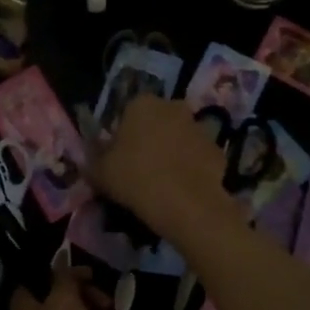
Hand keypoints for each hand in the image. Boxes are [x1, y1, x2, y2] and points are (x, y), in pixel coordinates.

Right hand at [86, 94, 240, 245]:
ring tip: (163, 181)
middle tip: (141, 167)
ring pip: (180, 137)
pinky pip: (198, 156)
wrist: (185, 204)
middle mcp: (173, 107)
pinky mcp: (217, 150)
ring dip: (173, 151)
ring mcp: (199, 128)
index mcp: (142, 104)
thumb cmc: (135, 179)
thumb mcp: (99, 172)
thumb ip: (93, 158)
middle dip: (151, 137)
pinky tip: (183, 189)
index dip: (122, 134)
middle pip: (157, 121)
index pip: (128, 112)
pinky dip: (192, 167)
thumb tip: (93, 154)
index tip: (119, 156)